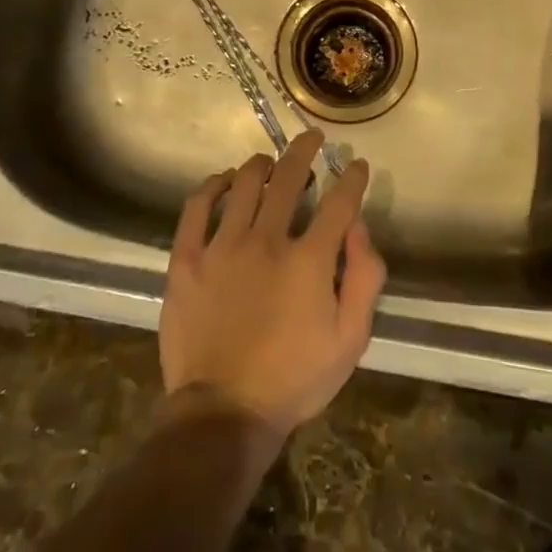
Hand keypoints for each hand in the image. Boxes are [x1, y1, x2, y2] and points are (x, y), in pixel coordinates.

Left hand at [160, 131, 385, 441]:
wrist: (225, 413)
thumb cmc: (295, 379)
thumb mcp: (350, 339)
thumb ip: (364, 278)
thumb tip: (359, 227)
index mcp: (308, 260)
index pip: (339, 202)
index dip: (351, 178)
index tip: (355, 164)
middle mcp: (266, 240)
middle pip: (288, 178)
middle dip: (304, 151)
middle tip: (311, 138)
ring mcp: (222, 246)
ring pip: (243, 184)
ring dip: (261, 164)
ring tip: (268, 162)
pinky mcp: (187, 259)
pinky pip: (197, 206)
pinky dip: (212, 185)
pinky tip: (222, 180)